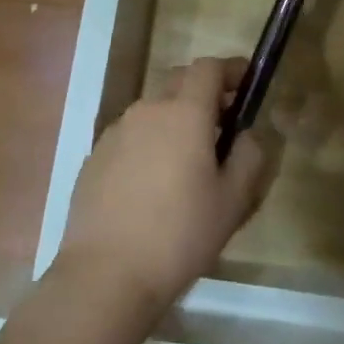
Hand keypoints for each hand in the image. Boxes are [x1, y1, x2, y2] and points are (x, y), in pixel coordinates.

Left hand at [57, 56, 272, 311]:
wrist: (105, 276)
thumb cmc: (180, 235)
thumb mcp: (233, 200)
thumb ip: (249, 156)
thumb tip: (245, 135)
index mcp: (184, 113)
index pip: (209, 67)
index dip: (231, 69)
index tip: (247, 83)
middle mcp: (147, 111)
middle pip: (179, 82)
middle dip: (204, 93)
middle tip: (222, 125)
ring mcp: (115, 133)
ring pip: (153, 110)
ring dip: (175, 120)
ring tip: (187, 162)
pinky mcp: (94, 158)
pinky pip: (131, 137)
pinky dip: (149, 144)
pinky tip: (153, 185)